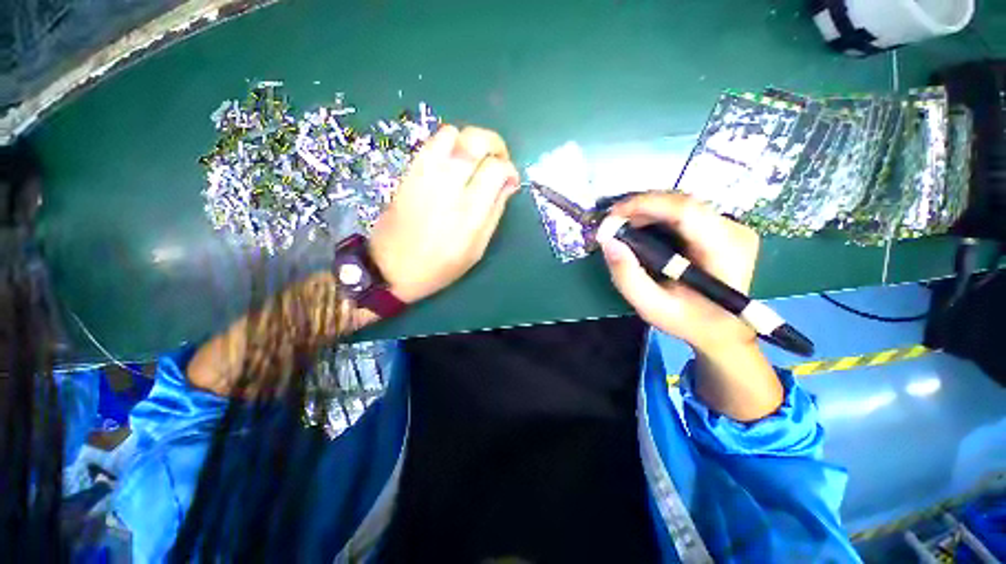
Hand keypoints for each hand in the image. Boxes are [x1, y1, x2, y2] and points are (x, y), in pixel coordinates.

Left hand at [370, 125, 519, 303]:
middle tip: (498, 160)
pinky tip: (454, 163)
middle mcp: (448, 185)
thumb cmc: (441, 265)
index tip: (511, 180)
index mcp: (469, 211)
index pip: (496, 169)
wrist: (392, 266)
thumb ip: (495, 212)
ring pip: (453, 134)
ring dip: (471, 141)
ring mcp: (425, 174)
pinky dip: (450, 144)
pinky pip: (432, 142)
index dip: (510, 169)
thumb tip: (509, 184)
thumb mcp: (477, 248)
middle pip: (476, 140)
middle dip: (495, 144)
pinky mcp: (409, 171)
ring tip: (476, 160)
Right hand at [600, 192, 758, 355]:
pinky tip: (640, 228)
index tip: (612, 215)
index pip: (685, 210)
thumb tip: (607, 241)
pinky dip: (657, 216)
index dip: (645, 205)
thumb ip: (627, 276)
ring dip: (646, 211)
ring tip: (622, 226)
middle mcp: (734, 231)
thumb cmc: (688, 321)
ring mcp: (731, 226)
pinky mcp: (723, 227)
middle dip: (640, 207)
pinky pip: (684, 211)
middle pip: (681, 202)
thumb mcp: (651, 306)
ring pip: (681, 204)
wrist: (722, 329)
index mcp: (724, 251)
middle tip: (611, 223)